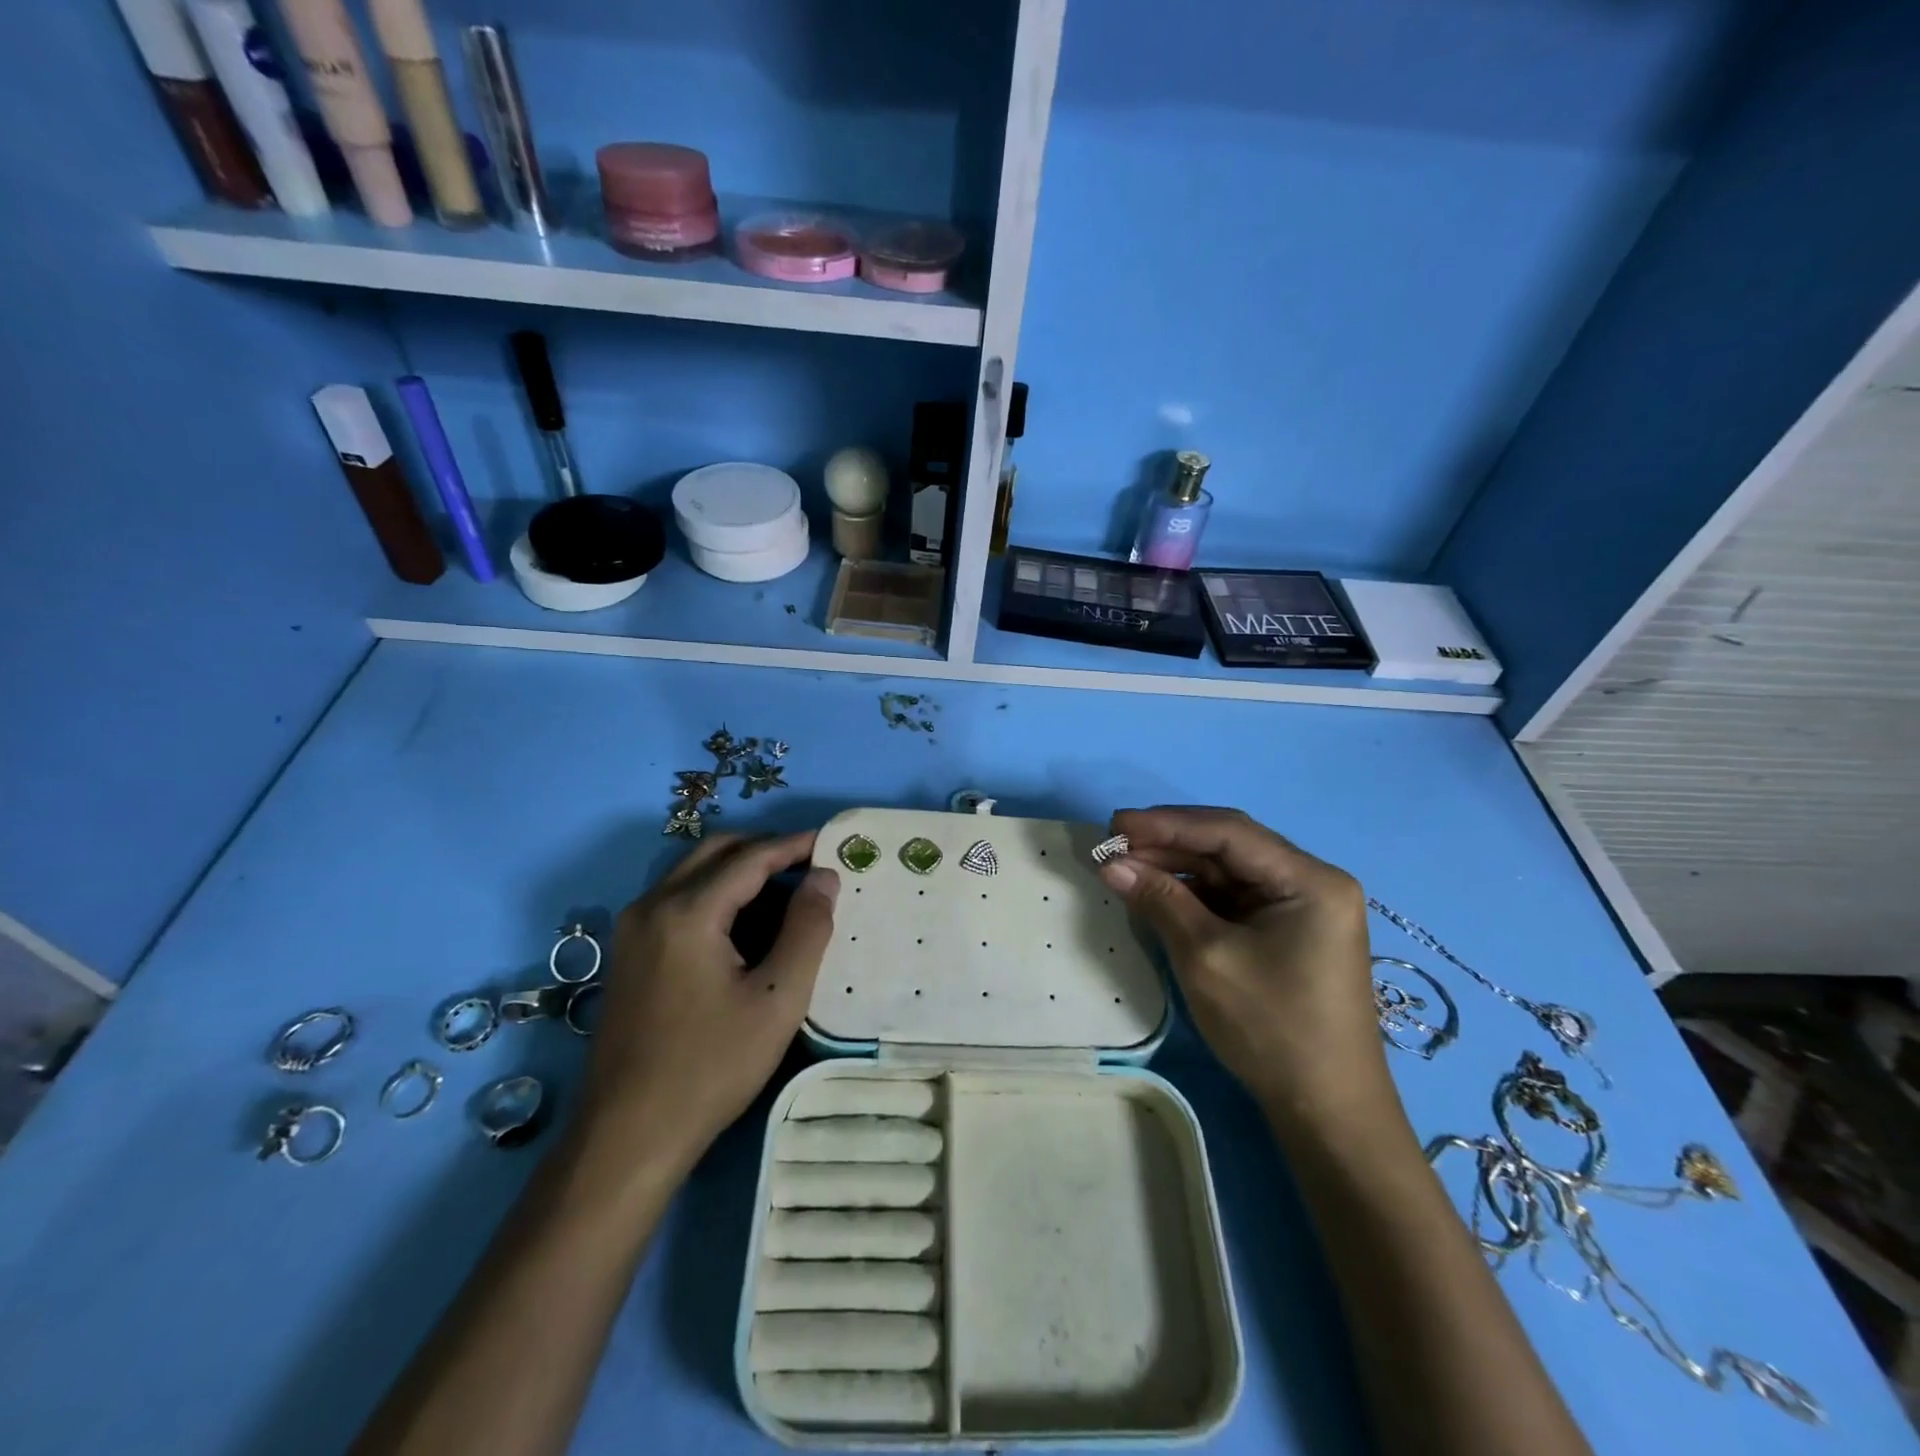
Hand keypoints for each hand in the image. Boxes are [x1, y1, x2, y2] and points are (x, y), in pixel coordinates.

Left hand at [578, 831, 838, 1175]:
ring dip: (738, 870)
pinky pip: (676, 899)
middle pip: (715, 851)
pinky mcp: (627, 954)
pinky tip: (743, 926)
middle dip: (763, 849)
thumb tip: (824, 877)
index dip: (793, 846)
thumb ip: (807, 929)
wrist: (627, 1137)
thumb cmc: (711, 1067)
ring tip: (784, 892)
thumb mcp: (777, 999)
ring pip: (692, 873)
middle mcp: (651, 906)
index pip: (750, 857)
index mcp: (686, 912)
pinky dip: (715, 893)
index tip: (831, 844)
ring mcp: (632, 930)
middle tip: (808, 865)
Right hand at [1098, 807, 1391, 1136]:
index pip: (1228, 832)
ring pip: (1228, 871)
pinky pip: (1233, 897)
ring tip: (1126, 868)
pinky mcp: (1286, 931)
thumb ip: (1159, 900)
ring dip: (1177, 868)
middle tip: (1114, 845)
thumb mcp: (1206, 957)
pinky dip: (1194, 894)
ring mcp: (1300, 907)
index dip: (1167, 824)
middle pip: (1230, 846)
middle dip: (1169, 843)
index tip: (1115, 824)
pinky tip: (1158, 893)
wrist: (1326, 1111)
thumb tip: (1110, 864)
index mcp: (1310, 880)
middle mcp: (1311, 882)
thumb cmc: (1271, 1028)